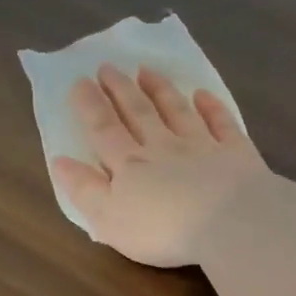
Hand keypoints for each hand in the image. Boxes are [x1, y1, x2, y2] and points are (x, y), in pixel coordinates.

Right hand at [51, 65, 269, 267]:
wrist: (228, 224)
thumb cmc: (161, 230)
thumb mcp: (109, 219)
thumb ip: (84, 189)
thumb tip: (60, 161)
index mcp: (129, 165)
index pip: (104, 130)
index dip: (90, 105)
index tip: (79, 81)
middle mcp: (163, 147)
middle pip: (138, 113)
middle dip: (121, 89)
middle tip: (108, 66)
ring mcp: (201, 147)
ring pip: (177, 111)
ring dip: (160, 90)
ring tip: (147, 70)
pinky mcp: (235, 153)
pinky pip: (221, 124)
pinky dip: (211, 107)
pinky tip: (203, 94)